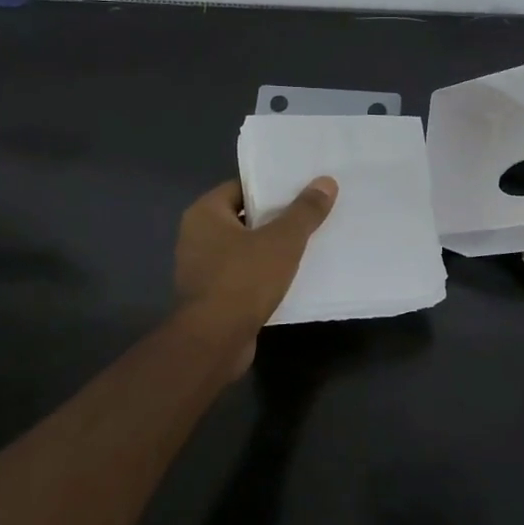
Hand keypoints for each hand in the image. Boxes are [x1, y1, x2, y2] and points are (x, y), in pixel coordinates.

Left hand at [175, 176, 338, 350]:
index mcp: (205, 213)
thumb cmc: (243, 280)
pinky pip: (243, 274)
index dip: (272, 187)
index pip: (242, 187)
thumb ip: (304, 211)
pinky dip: (264, 274)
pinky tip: (293, 276)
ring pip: (245, 248)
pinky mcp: (212, 296)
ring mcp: (202, 268)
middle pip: (245, 217)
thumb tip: (326, 182)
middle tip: (312, 213)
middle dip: (277, 218)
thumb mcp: (282, 241)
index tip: (303, 187)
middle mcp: (197, 236)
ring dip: (272, 248)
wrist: (214, 342)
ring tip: (309, 243)